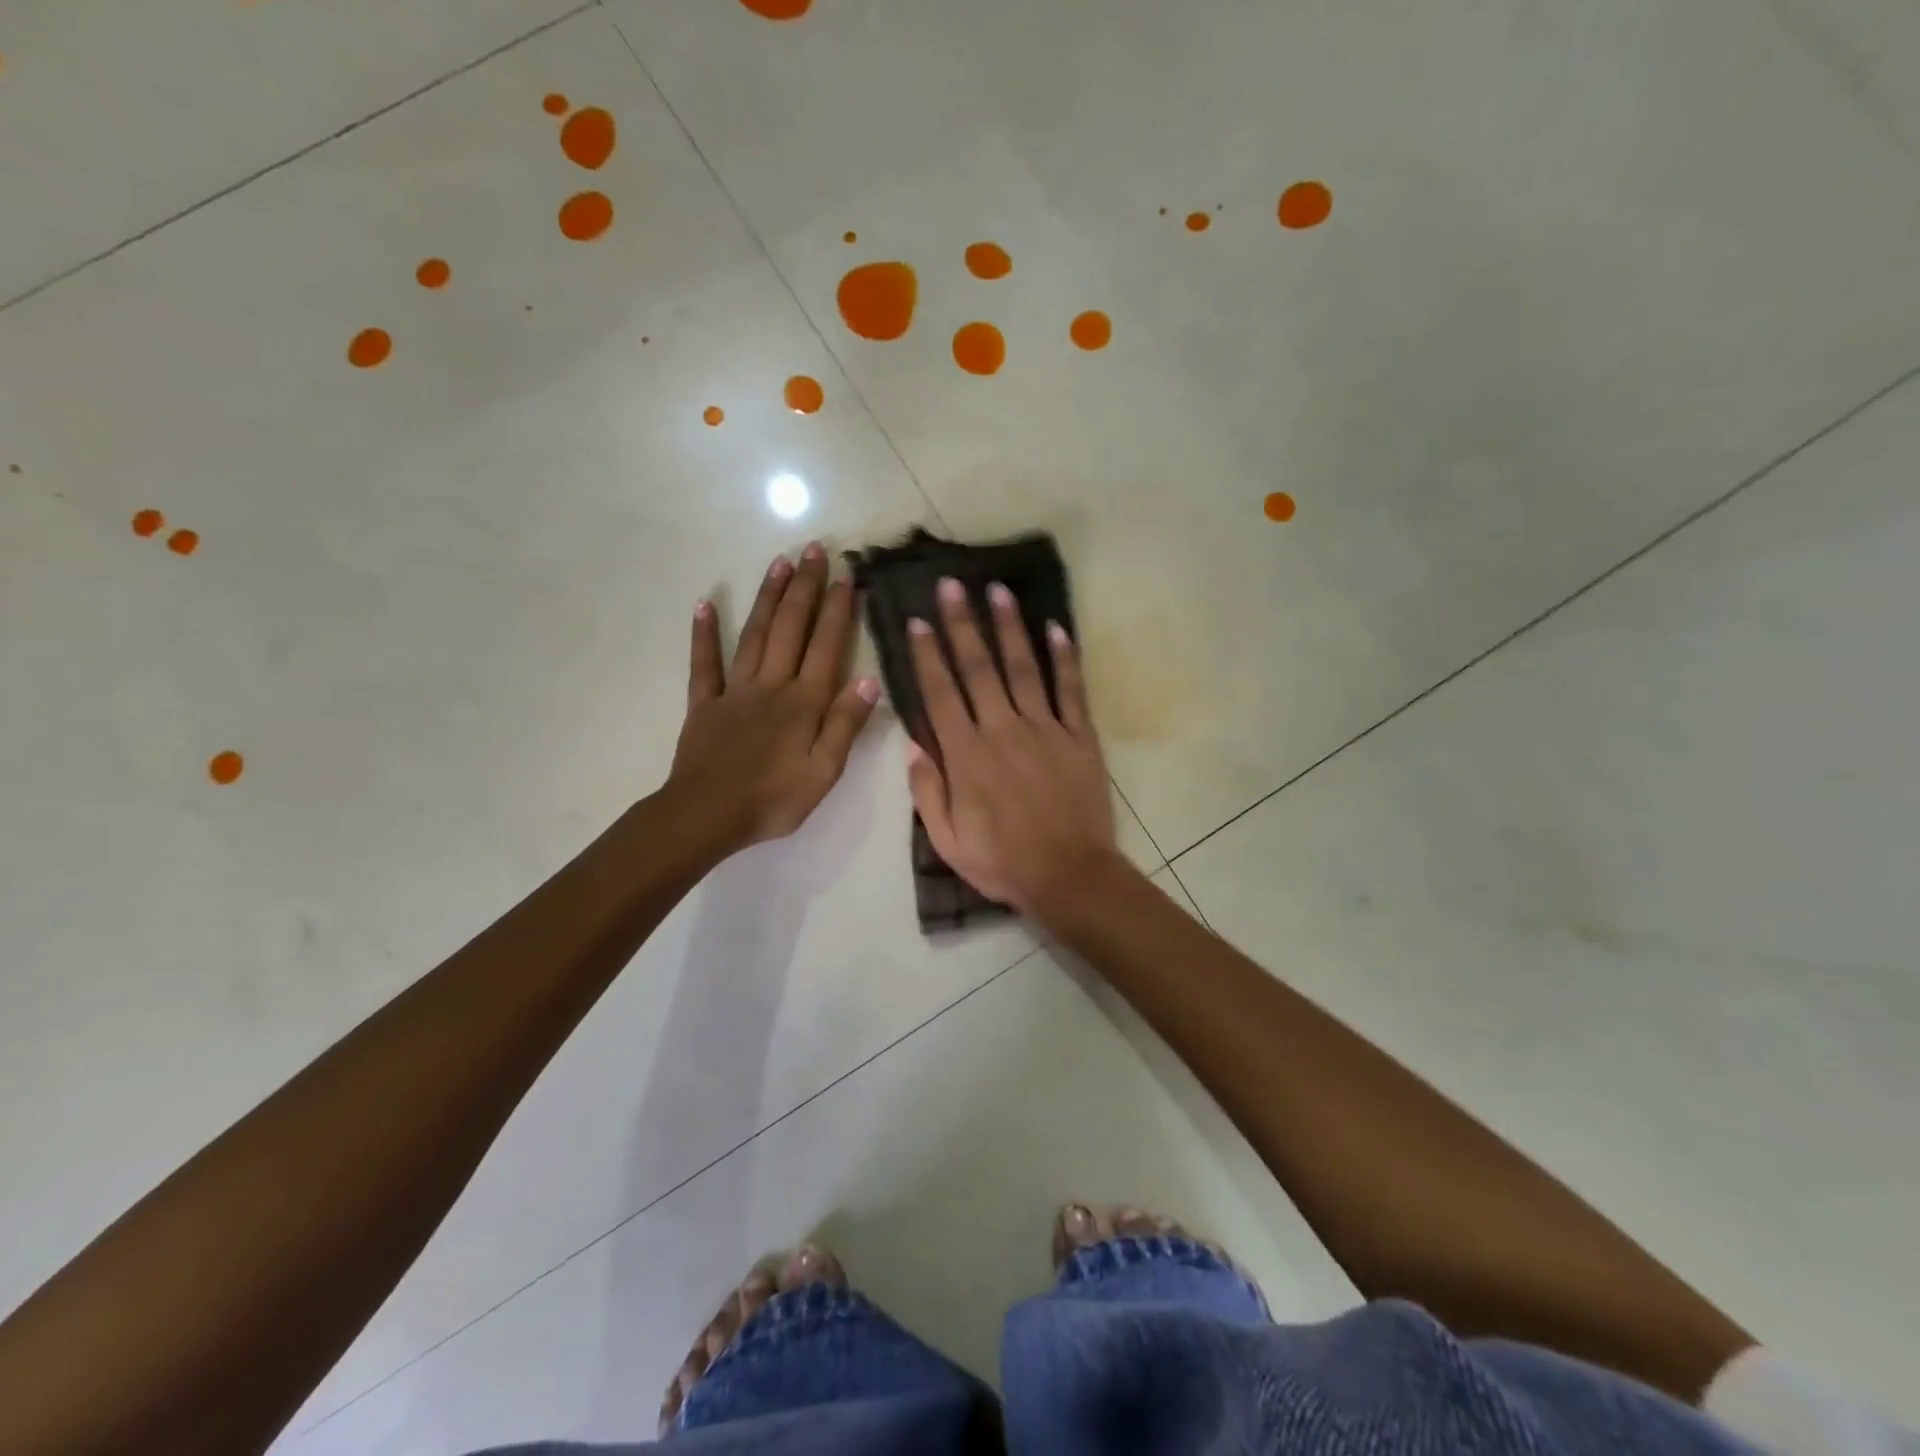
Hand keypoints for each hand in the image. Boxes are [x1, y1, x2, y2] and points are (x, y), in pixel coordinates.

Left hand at [669, 544, 879, 850]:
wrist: (707, 816)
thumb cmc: (773, 800)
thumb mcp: (824, 772)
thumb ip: (845, 725)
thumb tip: (870, 680)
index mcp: (804, 703)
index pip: (826, 646)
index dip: (838, 610)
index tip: (848, 575)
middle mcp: (772, 685)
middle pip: (791, 628)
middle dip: (805, 587)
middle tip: (815, 549)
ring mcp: (735, 691)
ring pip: (755, 634)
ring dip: (769, 597)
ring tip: (780, 562)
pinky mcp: (705, 704)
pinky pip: (704, 663)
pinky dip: (704, 633)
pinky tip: (705, 603)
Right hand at [905, 576, 1118, 918]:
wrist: (1070, 876)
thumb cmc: (1002, 863)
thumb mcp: (947, 840)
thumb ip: (927, 790)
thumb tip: (913, 745)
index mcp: (966, 755)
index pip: (940, 694)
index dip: (927, 655)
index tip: (917, 621)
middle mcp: (1002, 730)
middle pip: (978, 668)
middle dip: (962, 623)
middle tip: (951, 584)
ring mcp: (1045, 729)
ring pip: (1022, 668)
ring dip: (1008, 627)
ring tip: (998, 590)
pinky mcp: (1079, 736)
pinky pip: (1070, 690)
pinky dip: (1064, 658)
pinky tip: (1056, 628)